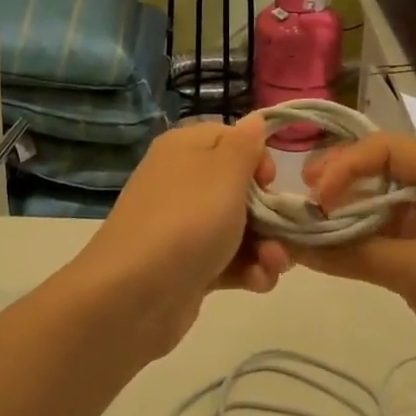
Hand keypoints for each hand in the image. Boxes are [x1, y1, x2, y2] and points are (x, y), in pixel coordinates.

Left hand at [65, 119, 290, 357]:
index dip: (258, 158)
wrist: (133, 295)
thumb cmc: (187, 222)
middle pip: (241, 188)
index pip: (231, 138)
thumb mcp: (225, 173)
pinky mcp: (188, 266)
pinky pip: (228, 260)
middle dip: (270, 212)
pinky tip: (258, 283)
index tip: (269, 182)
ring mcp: (183, 226)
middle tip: (283, 232)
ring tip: (273, 265)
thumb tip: (255, 119)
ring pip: (240, 228)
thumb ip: (245, 145)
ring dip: (267, 246)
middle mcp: (182, 182)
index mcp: (185, 149)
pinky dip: (248, 270)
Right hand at [299, 132, 415, 411]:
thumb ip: (355, 255)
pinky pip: (389, 239)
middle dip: (339, 186)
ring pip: (382, 207)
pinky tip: (327, 253)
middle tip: (298, 204)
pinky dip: (359, 244)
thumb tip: (291, 244)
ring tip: (304, 229)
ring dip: (345, 217)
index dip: (345, 165)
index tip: (313, 196)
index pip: (388, 149)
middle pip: (382, 172)